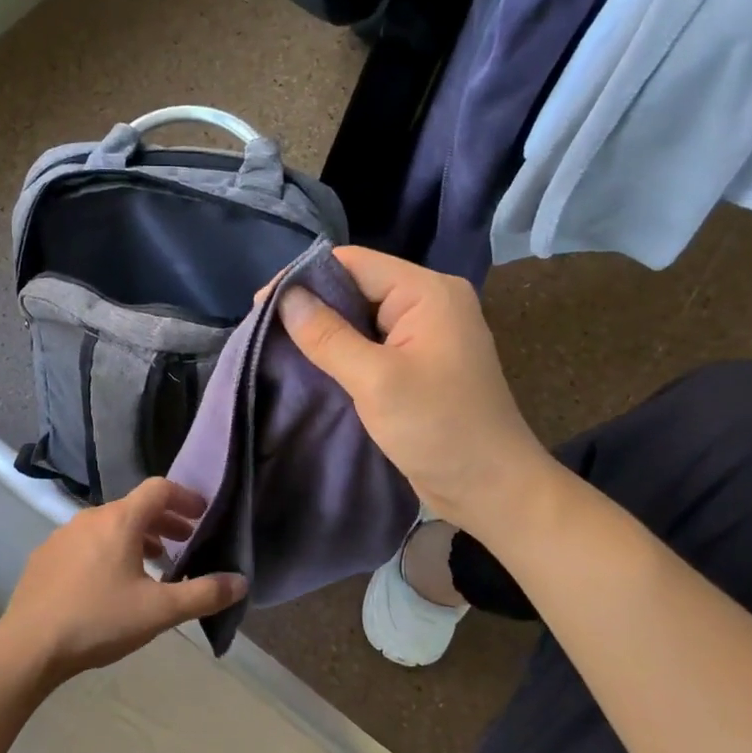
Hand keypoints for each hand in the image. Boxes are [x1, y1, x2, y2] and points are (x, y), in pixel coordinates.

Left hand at [0, 479, 246, 684]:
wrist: (28, 646)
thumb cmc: (99, 620)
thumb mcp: (159, 611)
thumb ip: (204, 594)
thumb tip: (241, 581)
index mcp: (120, 520)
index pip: (159, 489)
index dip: (185, 497)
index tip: (202, 514)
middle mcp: (90, 517)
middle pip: (135, 507)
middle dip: (165, 521)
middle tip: (185, 542)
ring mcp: (63, 535)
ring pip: (109, 525)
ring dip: (137, 537)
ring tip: (154, 564)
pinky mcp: (45, 556)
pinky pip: (87, 542)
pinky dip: (109, 550)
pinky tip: (111, 583)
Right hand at [276, 246, 553, 529]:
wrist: (490, 488)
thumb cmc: (439, 429)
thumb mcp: (376, 380)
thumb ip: (328, 336)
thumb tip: (285, 297)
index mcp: (427, 292)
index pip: (354, 263)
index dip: (305, 277)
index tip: (260, 304)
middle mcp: (428, 303)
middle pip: (356, 287)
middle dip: (310, 305)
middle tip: (263, 328)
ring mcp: (424, 335)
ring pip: (360, 318)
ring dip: (322, 331)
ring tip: (277, 345)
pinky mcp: (417, 364)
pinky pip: (370, 344)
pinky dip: (340, 352)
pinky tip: (309, 364)